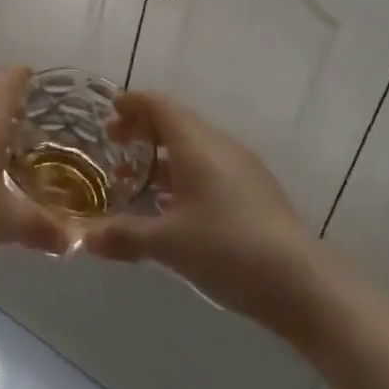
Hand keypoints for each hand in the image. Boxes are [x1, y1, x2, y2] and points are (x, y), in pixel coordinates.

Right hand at [82, 92, 314, 322]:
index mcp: (195, 143)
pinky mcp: (257, 191)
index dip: (132, 104)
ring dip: (165, 153)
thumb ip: (124, 236)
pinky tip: (176, 205)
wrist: (303, 284)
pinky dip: (186, 172)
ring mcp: (242, 167)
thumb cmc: (227, 249)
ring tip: (140, 178)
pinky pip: (212, 166)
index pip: (158, 105)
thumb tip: (84, 239)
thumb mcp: (168, 244)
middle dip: (144, 129)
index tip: (110, 113)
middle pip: (176, 121)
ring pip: (195, 145)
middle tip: (116, 145)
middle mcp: (219, 145)